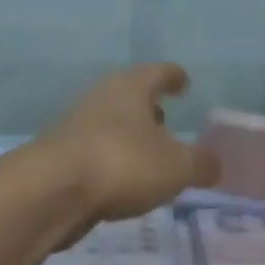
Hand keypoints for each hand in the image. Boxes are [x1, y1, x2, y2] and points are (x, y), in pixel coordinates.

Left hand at [33, 63, 219, 228]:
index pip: (158, 72)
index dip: (173, 77)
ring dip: (128, 136)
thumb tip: (215, 164)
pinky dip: (111, 161)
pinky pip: (95, 152)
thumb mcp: (177, 167)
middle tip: (166, 120)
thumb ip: (201, 164)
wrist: (50, 191)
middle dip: (148, 108)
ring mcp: (75, 127)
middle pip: (129, 96)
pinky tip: (121, 182)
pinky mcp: (59, 157)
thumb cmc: (122, 163)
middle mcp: (101, 98)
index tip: (184, 82)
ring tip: (148, 156)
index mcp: (131, 87)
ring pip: (110, 125)